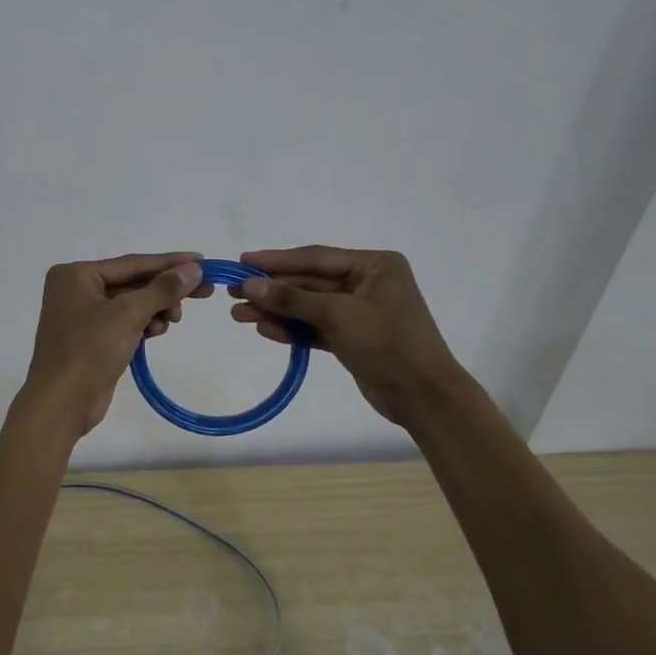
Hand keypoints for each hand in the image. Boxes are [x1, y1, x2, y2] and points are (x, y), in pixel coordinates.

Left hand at [24, 252, 212, 436]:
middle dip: (165, 290)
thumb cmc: (89, 350)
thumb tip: (194, 268)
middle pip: (133, 282)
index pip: (132, 263)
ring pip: (132, 304)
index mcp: (76, 275)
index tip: (204, 261)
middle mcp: (77, 290)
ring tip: (172, 320)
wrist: (62, 403)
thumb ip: (162, 289)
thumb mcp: (128, 314)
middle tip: (205, 292)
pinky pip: (126, 322)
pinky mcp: (92, 339)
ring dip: (156, 309)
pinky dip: (144, 324)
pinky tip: (157, 331)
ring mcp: (83, 316)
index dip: (170, 262)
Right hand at [228, 246, 455, 425]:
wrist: (422, 396)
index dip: (277, 260)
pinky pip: (315, 327)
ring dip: (276, 310)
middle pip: (309, 282)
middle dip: (272, 290)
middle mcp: (366, 283)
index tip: (243, 260)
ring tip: (238, 315)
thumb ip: (293, 299)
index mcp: (374, 266)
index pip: (316, 258)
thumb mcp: (338, 316)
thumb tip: (250, 285)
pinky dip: (292, 329)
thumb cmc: (388, 344)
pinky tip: (264, 330)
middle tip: (233, 292)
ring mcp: (358, 312)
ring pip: (308, 306)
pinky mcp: (352, 338)